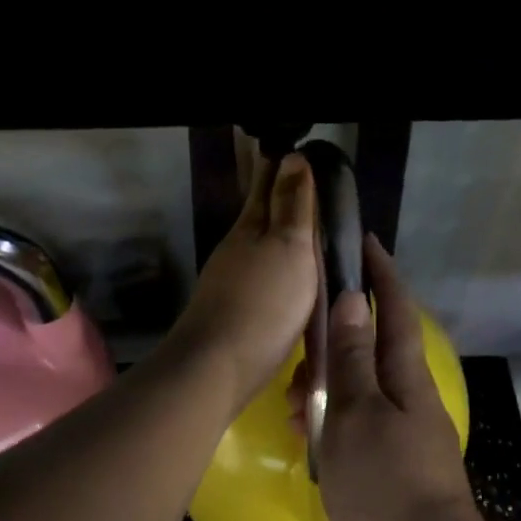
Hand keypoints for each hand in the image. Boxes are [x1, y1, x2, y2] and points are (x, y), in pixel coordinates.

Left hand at [168, 152, 317, 413]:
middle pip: (259, 216)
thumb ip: (293, 206)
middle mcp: (236, 250)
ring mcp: (229, 283)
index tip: (296, 152)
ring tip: (303, 234)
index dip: (282, 169)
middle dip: (278, 199)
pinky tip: (284, 280)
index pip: (267, 187)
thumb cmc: (263, 304)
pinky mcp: (231, 313)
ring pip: (257, 248)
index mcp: (250, 229)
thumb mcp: (289, 248)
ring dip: (276, 237)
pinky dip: (273, 269)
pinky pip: (258, 279)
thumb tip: (293, 157)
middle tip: (304, 186)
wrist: (217, 368)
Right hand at [295, 235, 502, 520]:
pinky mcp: (392, 469)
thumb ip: (352, 357)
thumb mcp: (358, 413)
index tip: (363, 243)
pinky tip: (308, 442)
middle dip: (335, 340)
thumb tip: (352, 299)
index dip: (379, 274)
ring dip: (326, 389)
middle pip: (373, 349)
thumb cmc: (386, 485)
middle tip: (298, 351)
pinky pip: (356, 428)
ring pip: (359, 392)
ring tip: (293, 407)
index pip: (394, 310)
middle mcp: (409, 400)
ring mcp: (404, 436)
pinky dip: (331, 425)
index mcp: (406, 378)